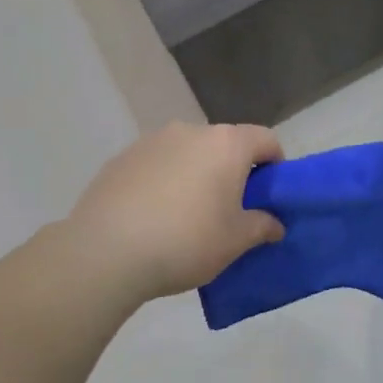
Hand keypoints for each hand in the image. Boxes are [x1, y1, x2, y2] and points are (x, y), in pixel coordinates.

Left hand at [68, 122, 285, 301]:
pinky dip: (164, 182)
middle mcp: (189, 131)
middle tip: (231, 210)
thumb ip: (262, 226)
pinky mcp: (120, 159)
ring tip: (188, 215)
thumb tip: (275, 223)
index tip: (271, 194)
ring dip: (196, 175)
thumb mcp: (235, 241)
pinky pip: (156, 165)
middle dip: (233, 171)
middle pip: (224, 144)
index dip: (275, 164)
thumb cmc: (186, 241)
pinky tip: (154, 216)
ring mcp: (151, 142)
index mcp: (226, 144)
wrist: (107, 251)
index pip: (265, 140)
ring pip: (187, 154)